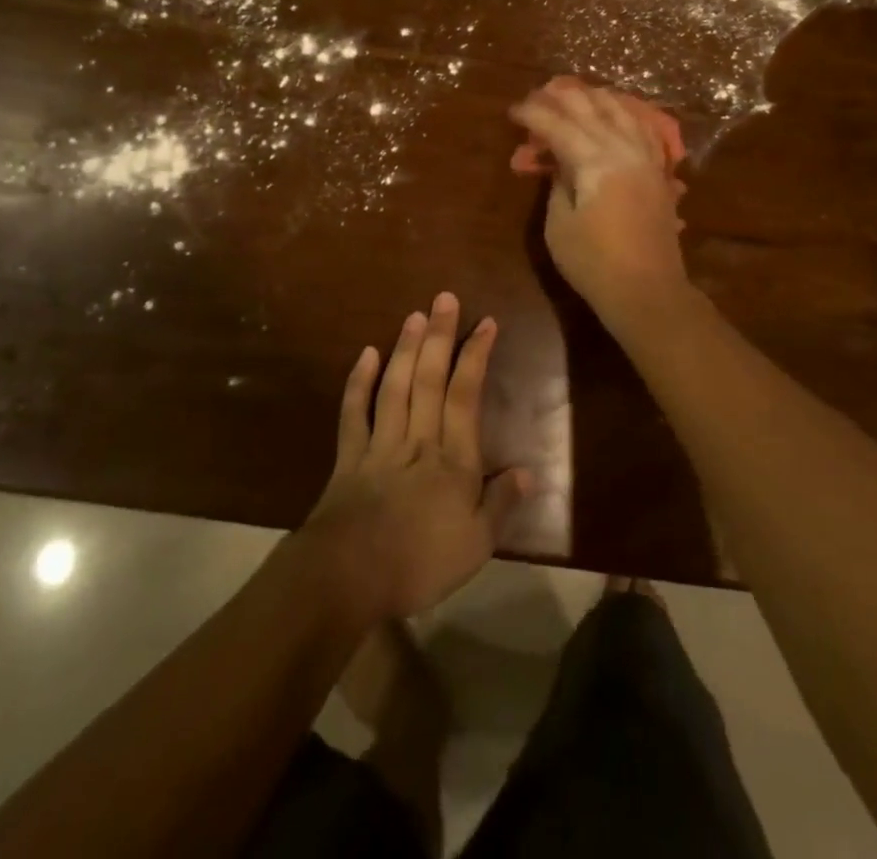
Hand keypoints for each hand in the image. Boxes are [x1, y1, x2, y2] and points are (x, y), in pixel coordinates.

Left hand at [304, 293, 529, 620]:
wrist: (348, 578)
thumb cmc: (419, 563)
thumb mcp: (476, 545)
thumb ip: (501, 504)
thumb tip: (528, 471)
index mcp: (452, 460)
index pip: (466, 395)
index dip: (475, 355)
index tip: (485, 322)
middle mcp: (418, 440)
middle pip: (429, 379)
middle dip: (439, 336)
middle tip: (444, 298)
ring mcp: (380, 445)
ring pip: (395, 387)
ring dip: (405, 349)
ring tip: (414, 315)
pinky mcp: (348, 458)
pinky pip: (354, 413)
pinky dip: (359, 383)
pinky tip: (366, 354)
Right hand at [508, 80, 690, 321]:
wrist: (648, 290)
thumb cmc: (594, 263)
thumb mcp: (559, 225)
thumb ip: (558, 184)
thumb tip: (559, 162)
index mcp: (594, 161)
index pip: (558, 125)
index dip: (533, 115)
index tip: (514, 111)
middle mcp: (623, 149)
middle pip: (591, 109)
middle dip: (562, 97)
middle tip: (539, 95)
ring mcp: (647, 158)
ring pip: (622, 111)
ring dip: (596, 99)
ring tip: (577, 93)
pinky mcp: (659, 172)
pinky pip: (645, 129)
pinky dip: (627, 114)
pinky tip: (620, 112)